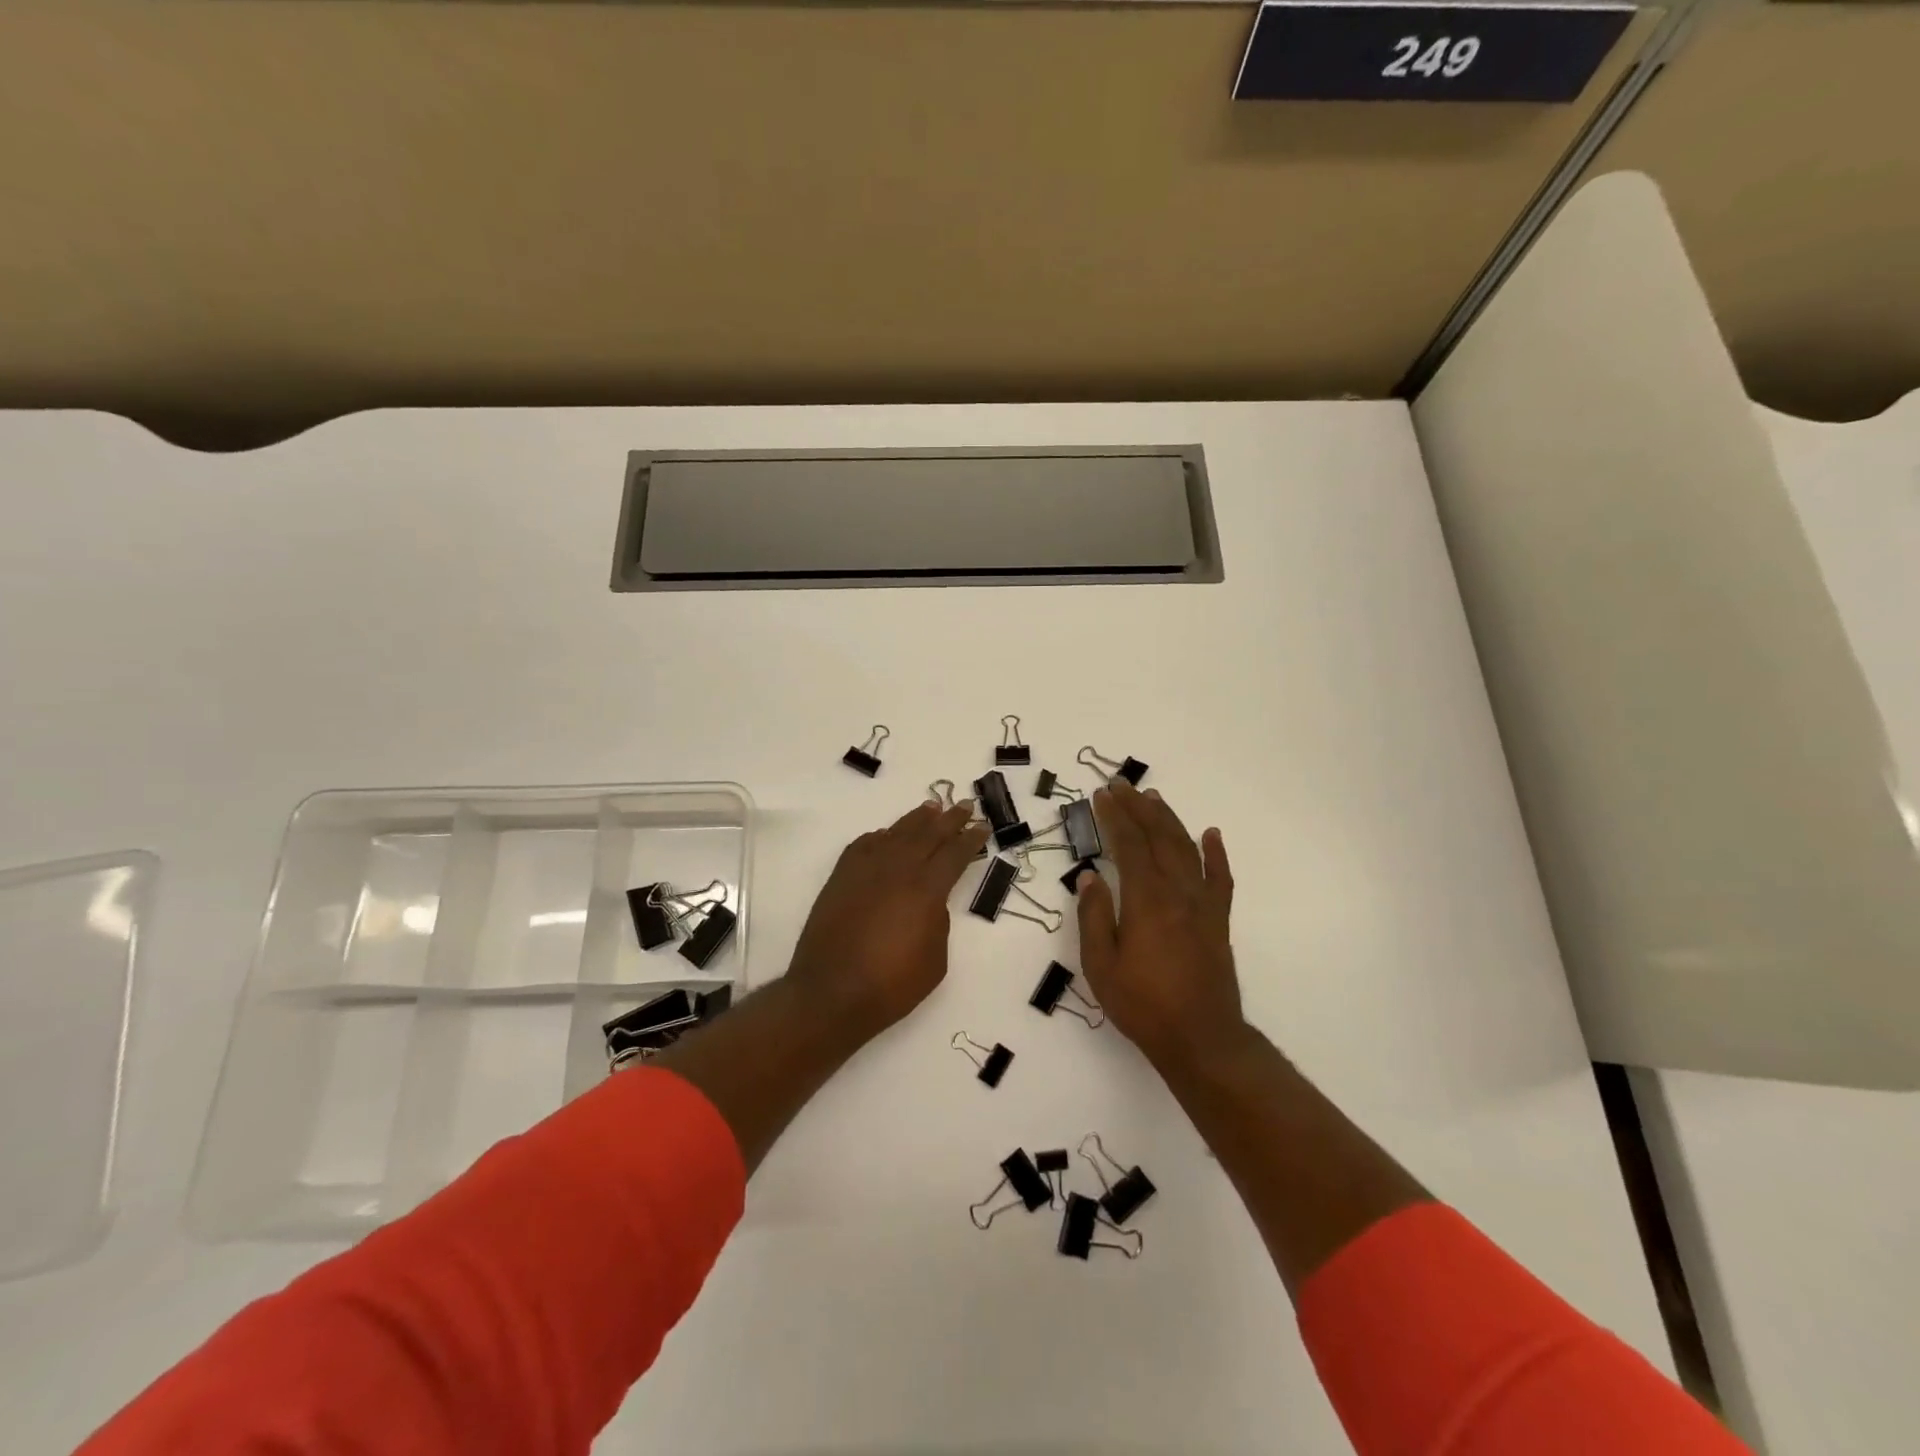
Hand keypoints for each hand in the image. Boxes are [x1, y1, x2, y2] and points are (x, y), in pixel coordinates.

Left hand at [784, 799, 990, 1039]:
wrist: (831, 993)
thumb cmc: (891, 985)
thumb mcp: (935, 960)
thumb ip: (938, 922)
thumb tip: (929, 902)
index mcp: (926, 889)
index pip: (955, 854)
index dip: (970, 839)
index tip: (981, 826)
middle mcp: (898, 869)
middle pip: (928, 834)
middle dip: (949, 819)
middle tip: (964, 805)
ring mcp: (866, 870)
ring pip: (896, 833)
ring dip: (916, 819)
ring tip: (930, 807)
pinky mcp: (841, 878)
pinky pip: (863, 846)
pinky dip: (879, 837)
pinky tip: (886, 835)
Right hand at [1077, 781, 1243, 1070]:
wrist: (1202, 1039)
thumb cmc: (1143, 1005)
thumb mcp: (1101, 966)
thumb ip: (1094, 917)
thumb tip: (1089, 877)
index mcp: (1146, 900)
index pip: (1129, 845)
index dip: (1115, 817)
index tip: (1102, 795)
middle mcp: (1177, 892)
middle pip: (1159, 837)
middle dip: (1138, 808)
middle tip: (1121, 786)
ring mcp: (1203, 904)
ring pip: (1187, 849)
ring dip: (1169, 820)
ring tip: (1154, 798)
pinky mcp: (1219, 920)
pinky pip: (1221, 878)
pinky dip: (1216, 853)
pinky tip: (1211, 834)